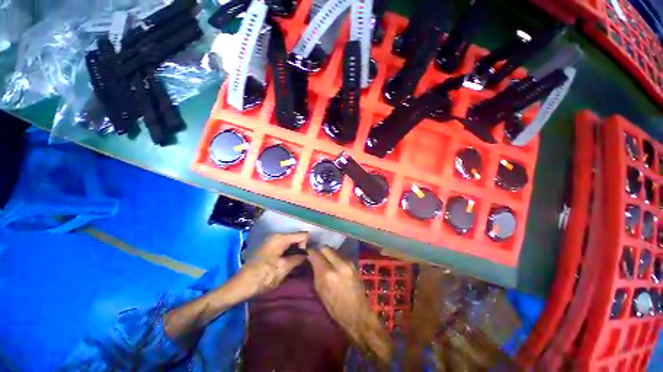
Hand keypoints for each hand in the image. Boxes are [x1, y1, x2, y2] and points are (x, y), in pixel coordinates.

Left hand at [230, 232, 308, 299]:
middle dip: (302, 248)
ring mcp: (272, 241)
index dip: (307, 245)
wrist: (242, 285)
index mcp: (280, 238)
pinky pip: (285, 246)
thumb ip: (298, 258)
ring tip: (298, 262)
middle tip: (304, 261)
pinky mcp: (270, 248)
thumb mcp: (284, 268)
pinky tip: (290, 262)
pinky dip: (290, 252)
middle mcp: (277, 236)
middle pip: (296, 238)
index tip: (308, 257)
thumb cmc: (263, 276)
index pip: (302, 235)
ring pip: (291, 242)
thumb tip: (308, 254)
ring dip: (296, 251)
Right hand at [308, 247, 392, 363]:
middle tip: (315, 253)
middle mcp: (339, 265)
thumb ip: (316, 272)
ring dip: (327, 252)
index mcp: (328, 274)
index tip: (307, 251)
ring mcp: (348, 263)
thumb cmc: (335, 308)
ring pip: (334, 250)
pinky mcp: (353, 264)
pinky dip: (334, 256)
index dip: (310, 251)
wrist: (358, 314)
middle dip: (319, 249)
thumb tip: (312, 259)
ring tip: (323, 258)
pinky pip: (340, 255)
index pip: (316, 254)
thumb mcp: (320, 291)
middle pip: (326, 248)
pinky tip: (332, 262)